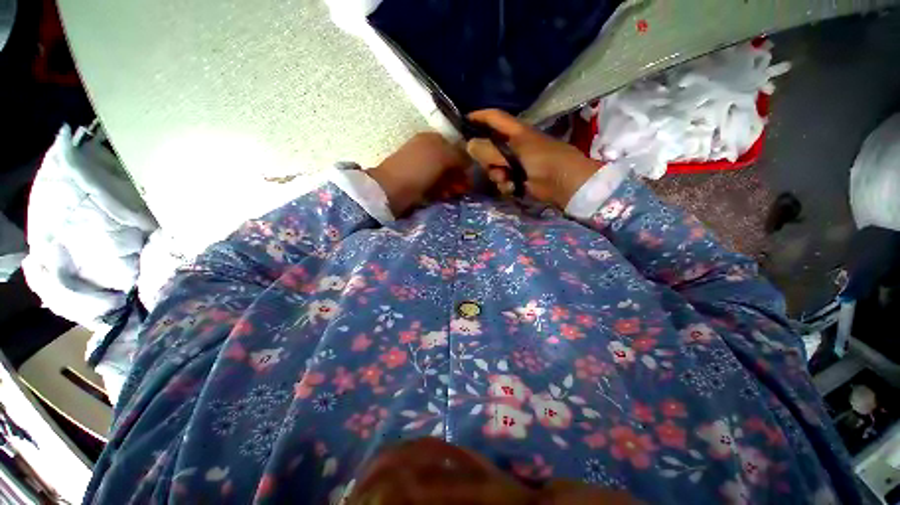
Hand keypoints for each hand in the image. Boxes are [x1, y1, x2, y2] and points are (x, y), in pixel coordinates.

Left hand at [368, 132, 469, 215]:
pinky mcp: (419, 184)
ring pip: (445, 176)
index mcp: (432, 139)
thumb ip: (460, 156)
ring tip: (456, 193)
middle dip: (460, 175)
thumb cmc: (418, 169)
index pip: (457, 147)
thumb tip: (471, 162)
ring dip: (453, 185)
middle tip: (466, 187)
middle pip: (451, 163)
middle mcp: (428, 151)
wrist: (391, 190)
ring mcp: (422, 169)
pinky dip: (443, 191)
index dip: (466, 160)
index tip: (472, 174)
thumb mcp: (442, 156)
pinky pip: (437, 186)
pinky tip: (446, 196)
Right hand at [466, 109, 600, 207]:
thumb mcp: (514, 152)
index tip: (462, 122)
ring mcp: (516, 163)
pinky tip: (512, 188)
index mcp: (515, 132)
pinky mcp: (519, 178)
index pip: (493, 118)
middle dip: (486, 160)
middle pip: (489, 148)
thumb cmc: (543, 160)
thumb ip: (489, 150)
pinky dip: (505, 185)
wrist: (564, 183)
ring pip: (494, 168)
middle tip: (491, 166)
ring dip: (497, 175)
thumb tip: (469, 145)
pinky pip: (502, 181)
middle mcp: (513, 145)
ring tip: (506, 180)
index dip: (478, 117)